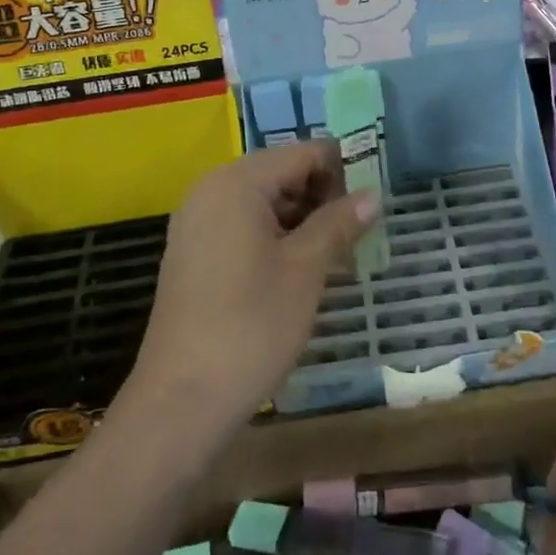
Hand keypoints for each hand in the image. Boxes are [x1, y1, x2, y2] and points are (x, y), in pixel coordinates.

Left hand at [129, 142, 377, 434]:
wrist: (182, 400)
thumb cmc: (251, 326)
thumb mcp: (306, 270)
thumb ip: (339, 223)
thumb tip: (372, 195)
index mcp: (237, 182)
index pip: (303, 153)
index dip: (343, 171)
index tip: (373, 202)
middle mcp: (211, 190)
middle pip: (281, 173)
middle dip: (323, 197)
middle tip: (359, 234)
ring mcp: (197, 222)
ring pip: (264, 202)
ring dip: (303, 220)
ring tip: (338, 255)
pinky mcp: (193, 253)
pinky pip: (243, 226)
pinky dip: (276, 237)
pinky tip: (302, 270)